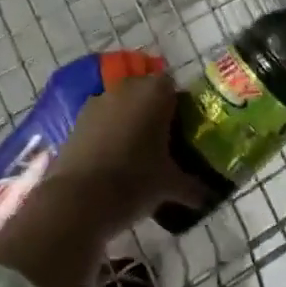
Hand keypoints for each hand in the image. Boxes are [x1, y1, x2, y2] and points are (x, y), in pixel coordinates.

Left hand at [46, 72, 205, 231]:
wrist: (78, 201)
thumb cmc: (134, 182)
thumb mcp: (171, 186)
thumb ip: (193, 187)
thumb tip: (209, 197)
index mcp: (155, 93)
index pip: (172, 86)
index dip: (177, 106)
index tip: (182, 131)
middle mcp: (126, 88)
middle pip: (145, 92)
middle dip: (153, 112)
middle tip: (162, 143)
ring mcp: (97, 101)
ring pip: (121, 105)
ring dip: (128, 121)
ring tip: (135, 154)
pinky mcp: (76, 119)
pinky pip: (100, 119)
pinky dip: (107, 132)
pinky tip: (111, 161)